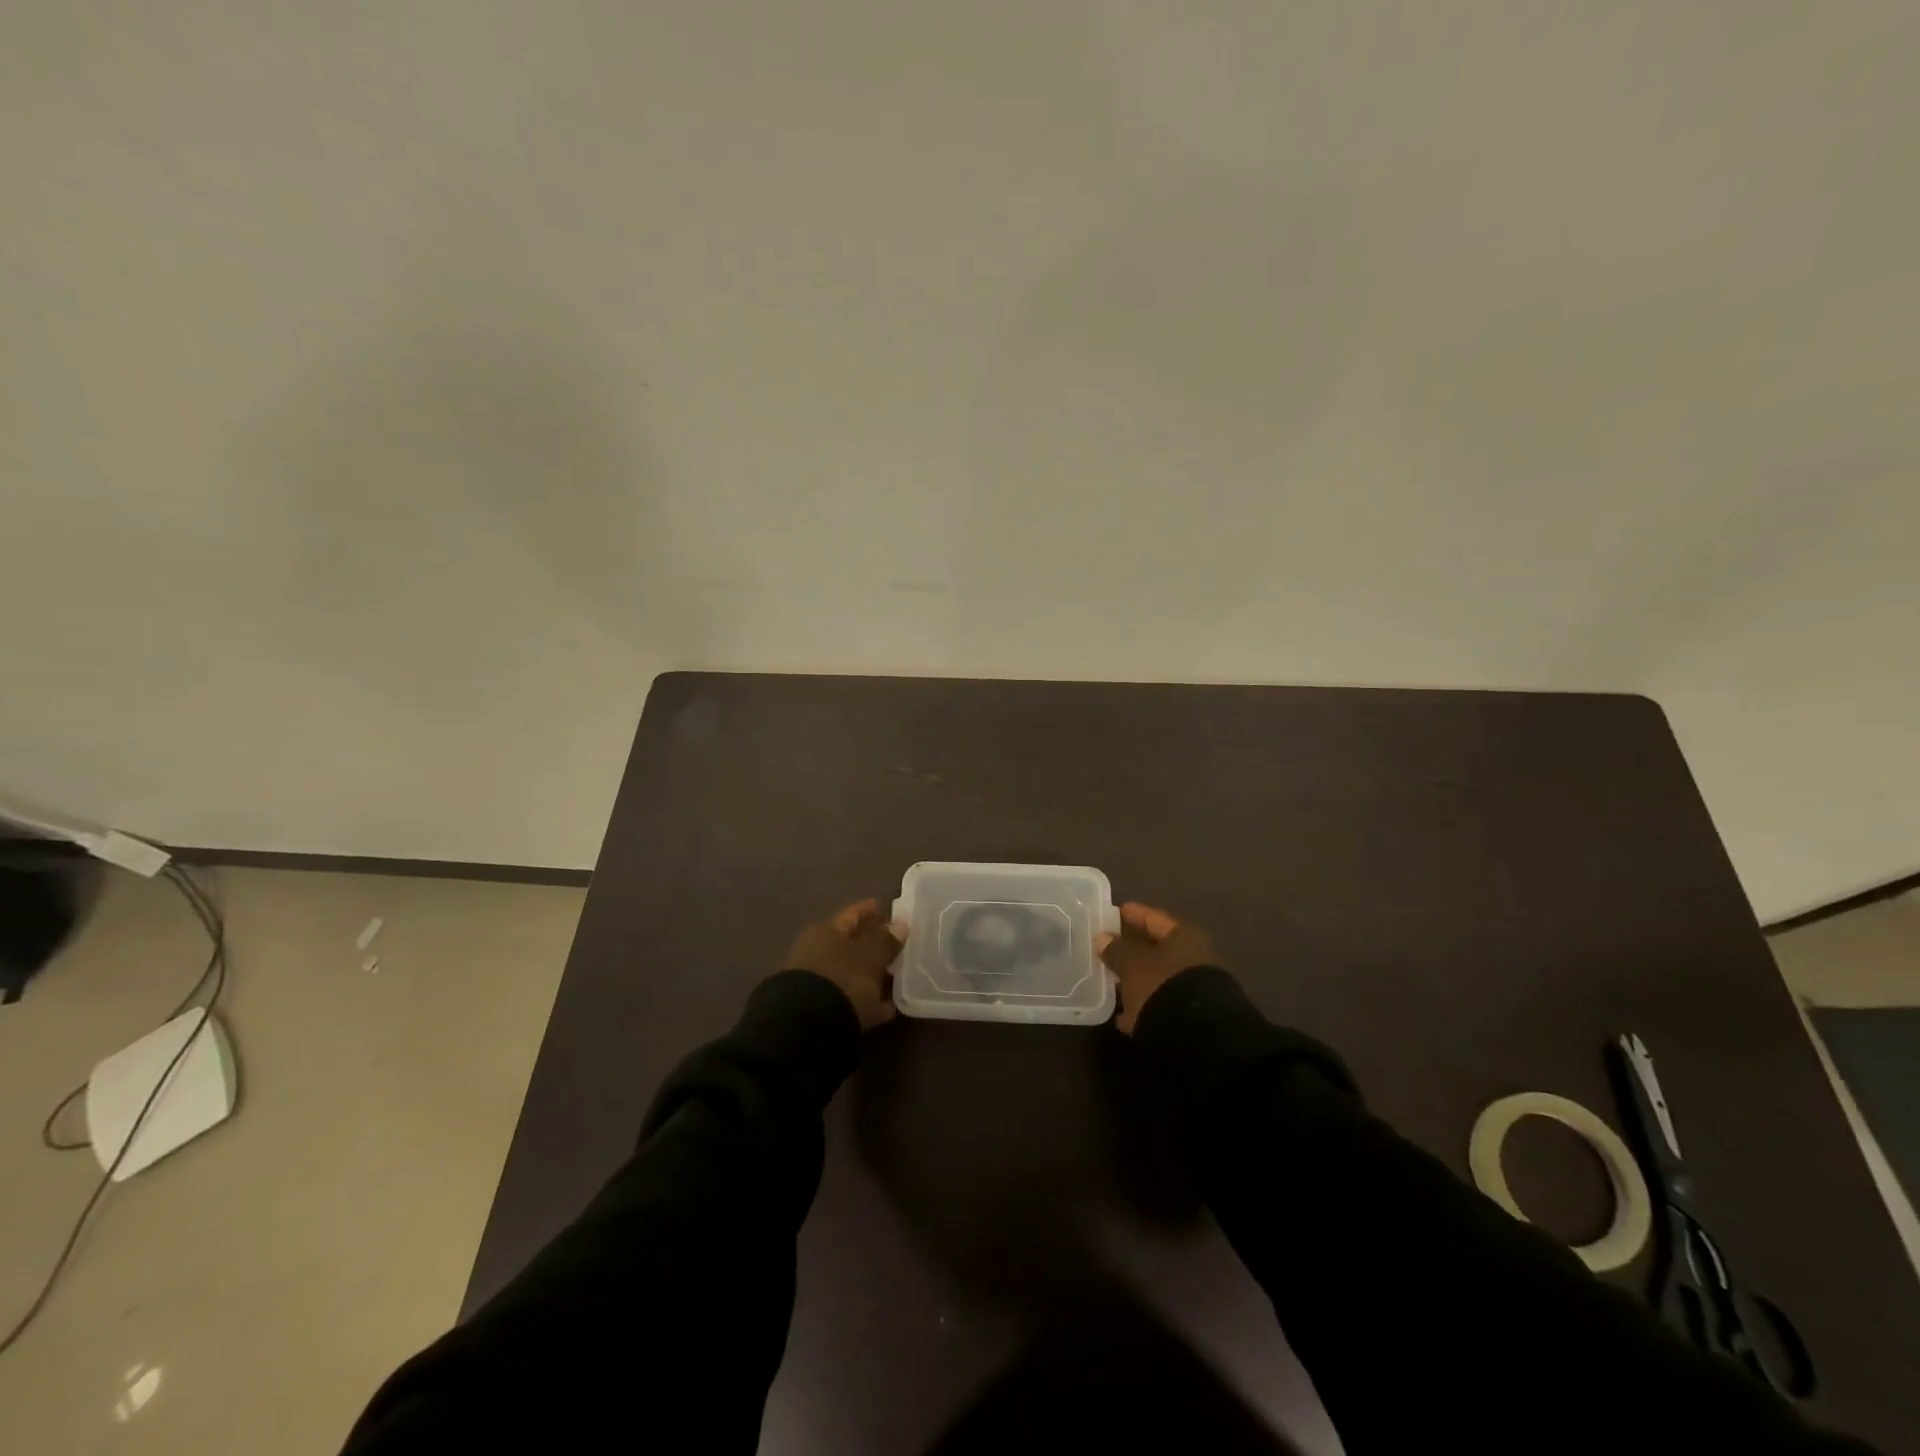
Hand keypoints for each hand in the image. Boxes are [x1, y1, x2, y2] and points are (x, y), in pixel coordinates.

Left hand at [784, 898, 906, 1030]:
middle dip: (872, 944)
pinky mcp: (820, 1013)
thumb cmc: (841, 979)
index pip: (851, 914)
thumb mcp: (869, 956)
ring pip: (850, 973)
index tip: (885, 906)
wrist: (807, 1030)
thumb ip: (885, 941)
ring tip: (897, 976)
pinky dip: (868, 1002)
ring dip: (871, 975)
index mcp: (825, 932)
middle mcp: (816, 954)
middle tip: (897, 944)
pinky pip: (851, 1000)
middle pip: (849, 944)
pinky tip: (888, 1008)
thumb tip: (899, 926)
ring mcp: (816, 984)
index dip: (868, 909)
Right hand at [1097, 902, 1218, 1033]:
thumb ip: (1117, 950)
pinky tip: (1124, 1016)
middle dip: (1135, 949)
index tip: (1117, 911)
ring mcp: (1196, 989)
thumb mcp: (1133, 964)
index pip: (1155, 919)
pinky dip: (1144, 1006)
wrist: (1200, 1039)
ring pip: (1160, 978)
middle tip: (1110, 948)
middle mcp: (1195, 958)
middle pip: (1159, 949)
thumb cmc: (1164, 986)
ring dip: (1138, 979)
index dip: (1135, 914)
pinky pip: (1161, 1004)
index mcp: (1185, 937)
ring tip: (1112, 982)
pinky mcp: (1192, 1018)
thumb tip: (1103, 938)